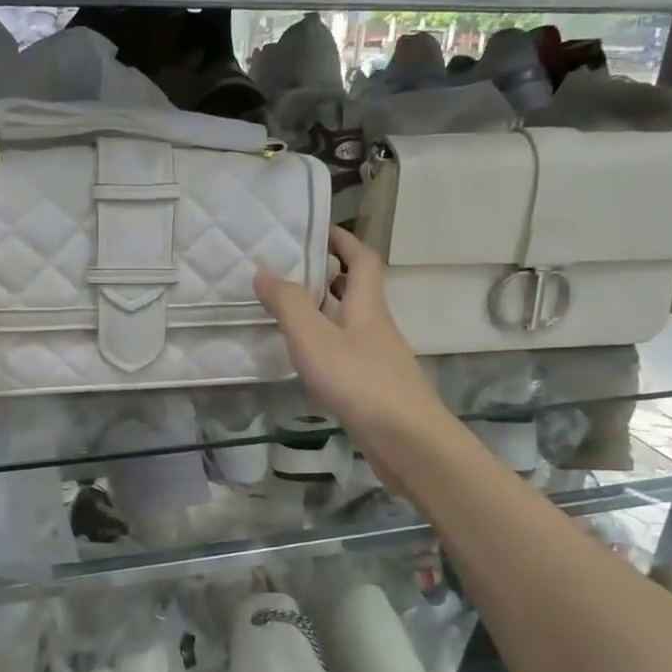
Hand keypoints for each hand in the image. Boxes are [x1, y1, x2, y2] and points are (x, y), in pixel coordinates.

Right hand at [255, 227, 456, 474]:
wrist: (407, 440)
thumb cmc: (359, 382)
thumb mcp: (314, 338)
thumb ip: (288, 304)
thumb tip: (265, 269)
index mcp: (367, 305)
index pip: (362, 259)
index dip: (343, 241)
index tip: (316, 232)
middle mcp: (377, 326)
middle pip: (358, 291)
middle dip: (329, 276)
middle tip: (292, 274)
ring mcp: (380, 358)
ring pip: (352, 324)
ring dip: (326, 313)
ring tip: (290, 315)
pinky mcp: (376, 387)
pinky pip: (349, 353)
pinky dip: (328, 346)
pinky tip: (309, 362)